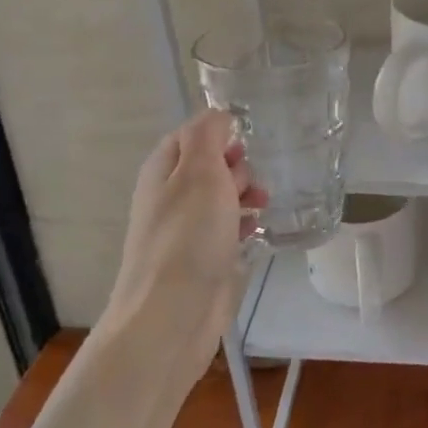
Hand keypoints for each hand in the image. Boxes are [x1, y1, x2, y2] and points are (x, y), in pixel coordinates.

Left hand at [106, 109, 266, 342]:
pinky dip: (243, 223)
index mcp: (163, 171)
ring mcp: (185, 230)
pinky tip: (257, 230)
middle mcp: (170, 196)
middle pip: (208, 165)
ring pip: (221, 198)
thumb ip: (207, 136)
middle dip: (237, 166)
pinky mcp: (202, 258)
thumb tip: (218, 114)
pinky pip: (226, 229)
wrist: (173, 313)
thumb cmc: (188, 236)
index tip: (249, 140)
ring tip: (263, 205)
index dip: (220, 133)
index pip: (191, 135)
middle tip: (254, 180)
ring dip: (245, 195)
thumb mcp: (199, 171)